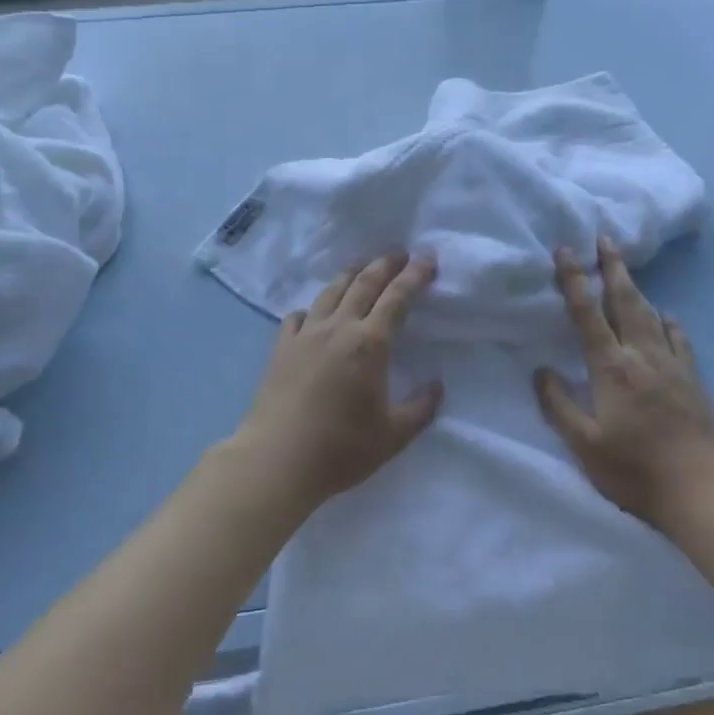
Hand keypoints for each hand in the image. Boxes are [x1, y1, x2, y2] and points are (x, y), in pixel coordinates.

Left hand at [229, 251, 443, 508]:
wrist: (276, 460)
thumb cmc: (341, 449)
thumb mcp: (394, 436)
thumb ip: (421, 408)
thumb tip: (437, 386)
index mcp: (370, 344)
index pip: (397, 297)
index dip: (414, 275)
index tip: (427, 259)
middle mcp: (338, 328)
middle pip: (364, 283)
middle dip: (385, 264)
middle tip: (399, 253)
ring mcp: (306, 335)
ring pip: (331, 292)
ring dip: (350, 275)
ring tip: (362, 268)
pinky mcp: (281, 348)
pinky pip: (299, 315)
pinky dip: (314, 307)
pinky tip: (315, 313)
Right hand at [534, 236, 713, 526]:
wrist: (702, 488)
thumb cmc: (635, 470)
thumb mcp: (585, 445)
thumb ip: (560, 406)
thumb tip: (540, 370)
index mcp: (612, 368)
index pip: (588, 315)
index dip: (574, 281)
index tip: (566, 251)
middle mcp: (642, 356)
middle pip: (625, 301)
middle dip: (613, 268)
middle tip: (605, 238)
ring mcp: (672, 365)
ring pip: (652, 315)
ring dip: (636, 288)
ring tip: (626, 269)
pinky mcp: (693, 379)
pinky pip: (680, 339)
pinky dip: (670, 322)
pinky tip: (668, 317)